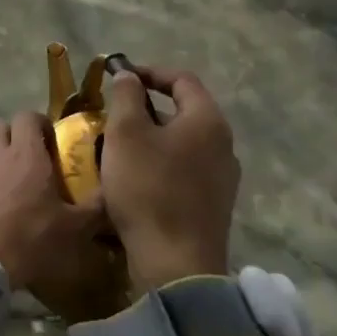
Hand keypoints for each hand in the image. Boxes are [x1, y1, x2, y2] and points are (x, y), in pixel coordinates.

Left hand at [0, 112, 107, 309]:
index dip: (41, 124)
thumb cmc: (28, 238)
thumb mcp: (73, 229)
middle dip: (16, 137)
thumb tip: (114, 194)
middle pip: (3, 127)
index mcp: (26, 153)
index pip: (29, 116)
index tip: (52, 142)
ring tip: (10, 181)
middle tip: (31, 160)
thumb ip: (96, 208)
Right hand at [102, 67, 239, 289]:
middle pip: (183, 111)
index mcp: (207, 121)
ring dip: (151, 137)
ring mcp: (222, 178)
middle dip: (146, 107)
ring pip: (182, 142)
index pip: (182, 79)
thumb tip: (129, 77)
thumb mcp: (125, 133)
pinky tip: (135, 177)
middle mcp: (223, 145)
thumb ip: (126, 96)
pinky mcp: (213, 204)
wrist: (175, 264)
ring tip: (118, 146)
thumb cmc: (148, 188)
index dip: (149, 71)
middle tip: (113, 114)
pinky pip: (184, 169)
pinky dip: (159, 162)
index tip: (118, 77)